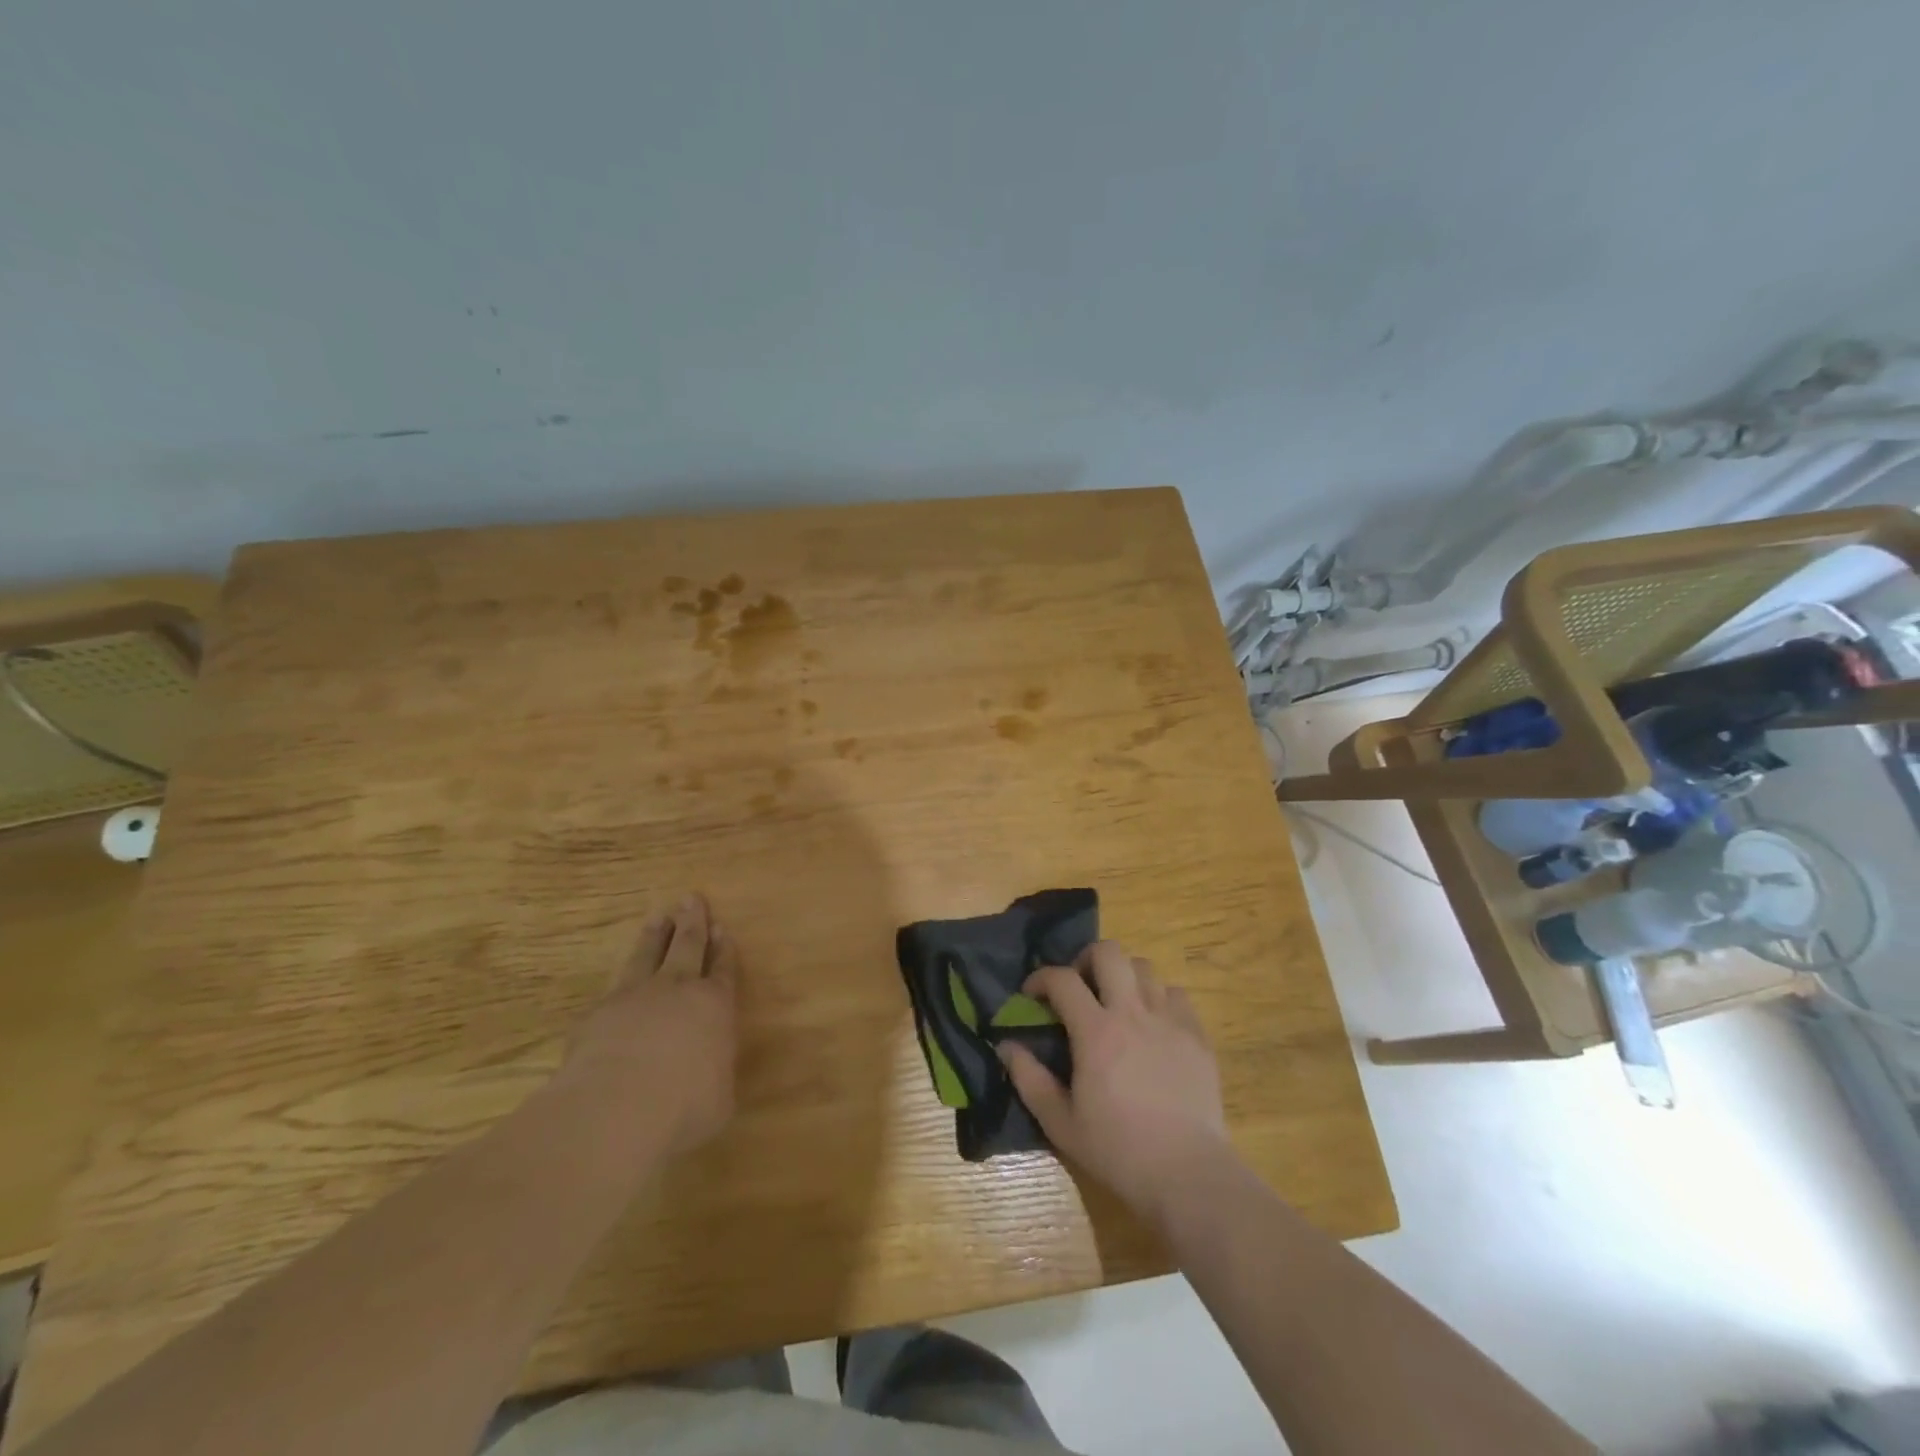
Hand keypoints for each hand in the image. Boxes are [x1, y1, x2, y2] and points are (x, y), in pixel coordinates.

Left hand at [564, 893, 738, 1158]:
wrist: (617, 1107)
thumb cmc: (684, 1106)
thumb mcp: (719, 1100)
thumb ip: (714, 1077)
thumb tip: (708, 1078)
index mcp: (715, 1005)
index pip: (723, 969)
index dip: (724, 949)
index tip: (722, 928)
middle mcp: (676, 990)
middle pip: (686, 946)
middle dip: (692, 922)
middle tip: (691, 898)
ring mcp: (634, 997)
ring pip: (647, 955)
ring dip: (654, 936)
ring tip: (658, 916)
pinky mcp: (597, 1013)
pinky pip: (613, 988)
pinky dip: (619, 980)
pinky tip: (616, 983)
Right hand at [1000, 941, 1231, 1226]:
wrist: (1187, 1173)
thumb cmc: (1117, 1150)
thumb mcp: (1060, 1122)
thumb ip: (1029, 1078)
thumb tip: (1006, 1046)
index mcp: (1095, 1032)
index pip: (1062, 979)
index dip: (1041, 978)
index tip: (1032, 994)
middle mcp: (1132, 1013)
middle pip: (1109, 952)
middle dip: (1086, 959)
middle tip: (1080, 987)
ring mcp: (1169, 1019)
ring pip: (1144, 967)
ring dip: (1123, 976)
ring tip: (1117, 1003)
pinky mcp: (1196, 1034)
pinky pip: (1176, 994)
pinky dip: (1158, 998)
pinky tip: (1153, 1023)